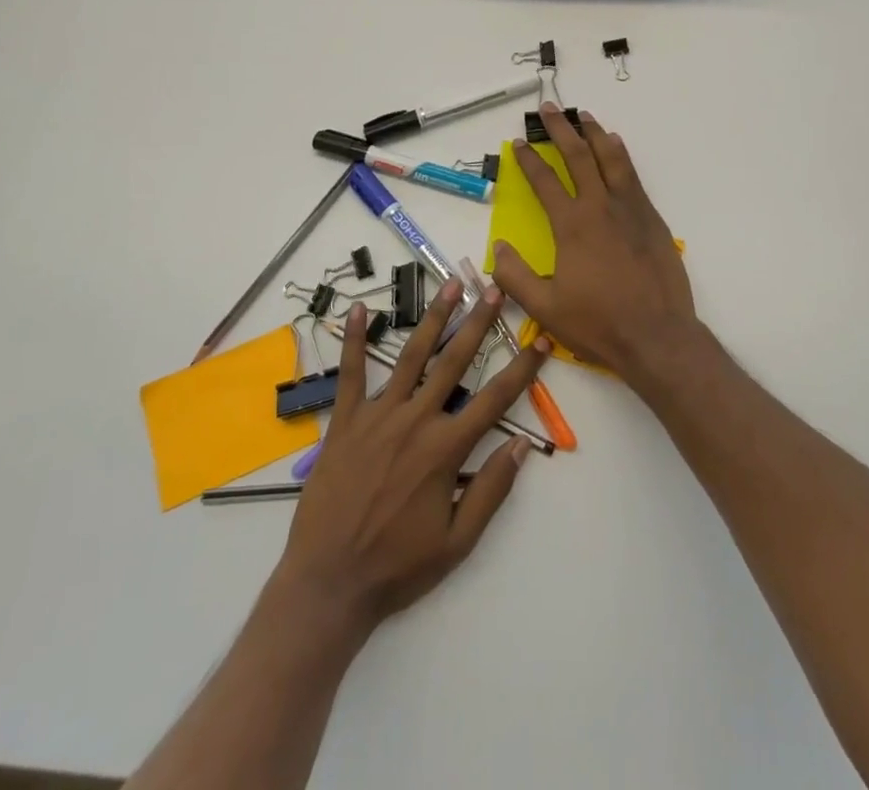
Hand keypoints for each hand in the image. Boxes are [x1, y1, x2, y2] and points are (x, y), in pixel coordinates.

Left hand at [276, 279, 547, 631]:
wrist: (328, 584)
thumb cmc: (397, 567)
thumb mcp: (457, 542)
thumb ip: (490, 490)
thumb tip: (522, 445)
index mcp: (444, 450)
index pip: (494, 400)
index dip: (522, 368)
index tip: (540, 340)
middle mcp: (414, 422)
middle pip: (454, 362)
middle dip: (478, 322)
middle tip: (494, 288)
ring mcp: (377, 417)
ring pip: (411, 357)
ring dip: (433, 318)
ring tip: (450, 284)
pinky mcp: (344, 422)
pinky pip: (350, 374)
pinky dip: (352, 341)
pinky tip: (355, 310)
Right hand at [492, 102, 697, 389]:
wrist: (657, 336)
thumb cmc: (598, 323)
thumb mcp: (544, 308)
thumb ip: (515, 276)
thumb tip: (499, 247)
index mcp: (571, 225)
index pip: (544, 181)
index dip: (529, 159)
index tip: (519, 142)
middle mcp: (600, 206)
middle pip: (578, 156)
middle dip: (561, 129)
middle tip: (550, 108)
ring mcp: (629, 209)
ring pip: (610, 158)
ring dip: (594, 133)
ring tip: (584, 115)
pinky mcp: (651, 217)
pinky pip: (632, 175)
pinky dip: (621, 155)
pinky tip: (616, 146)